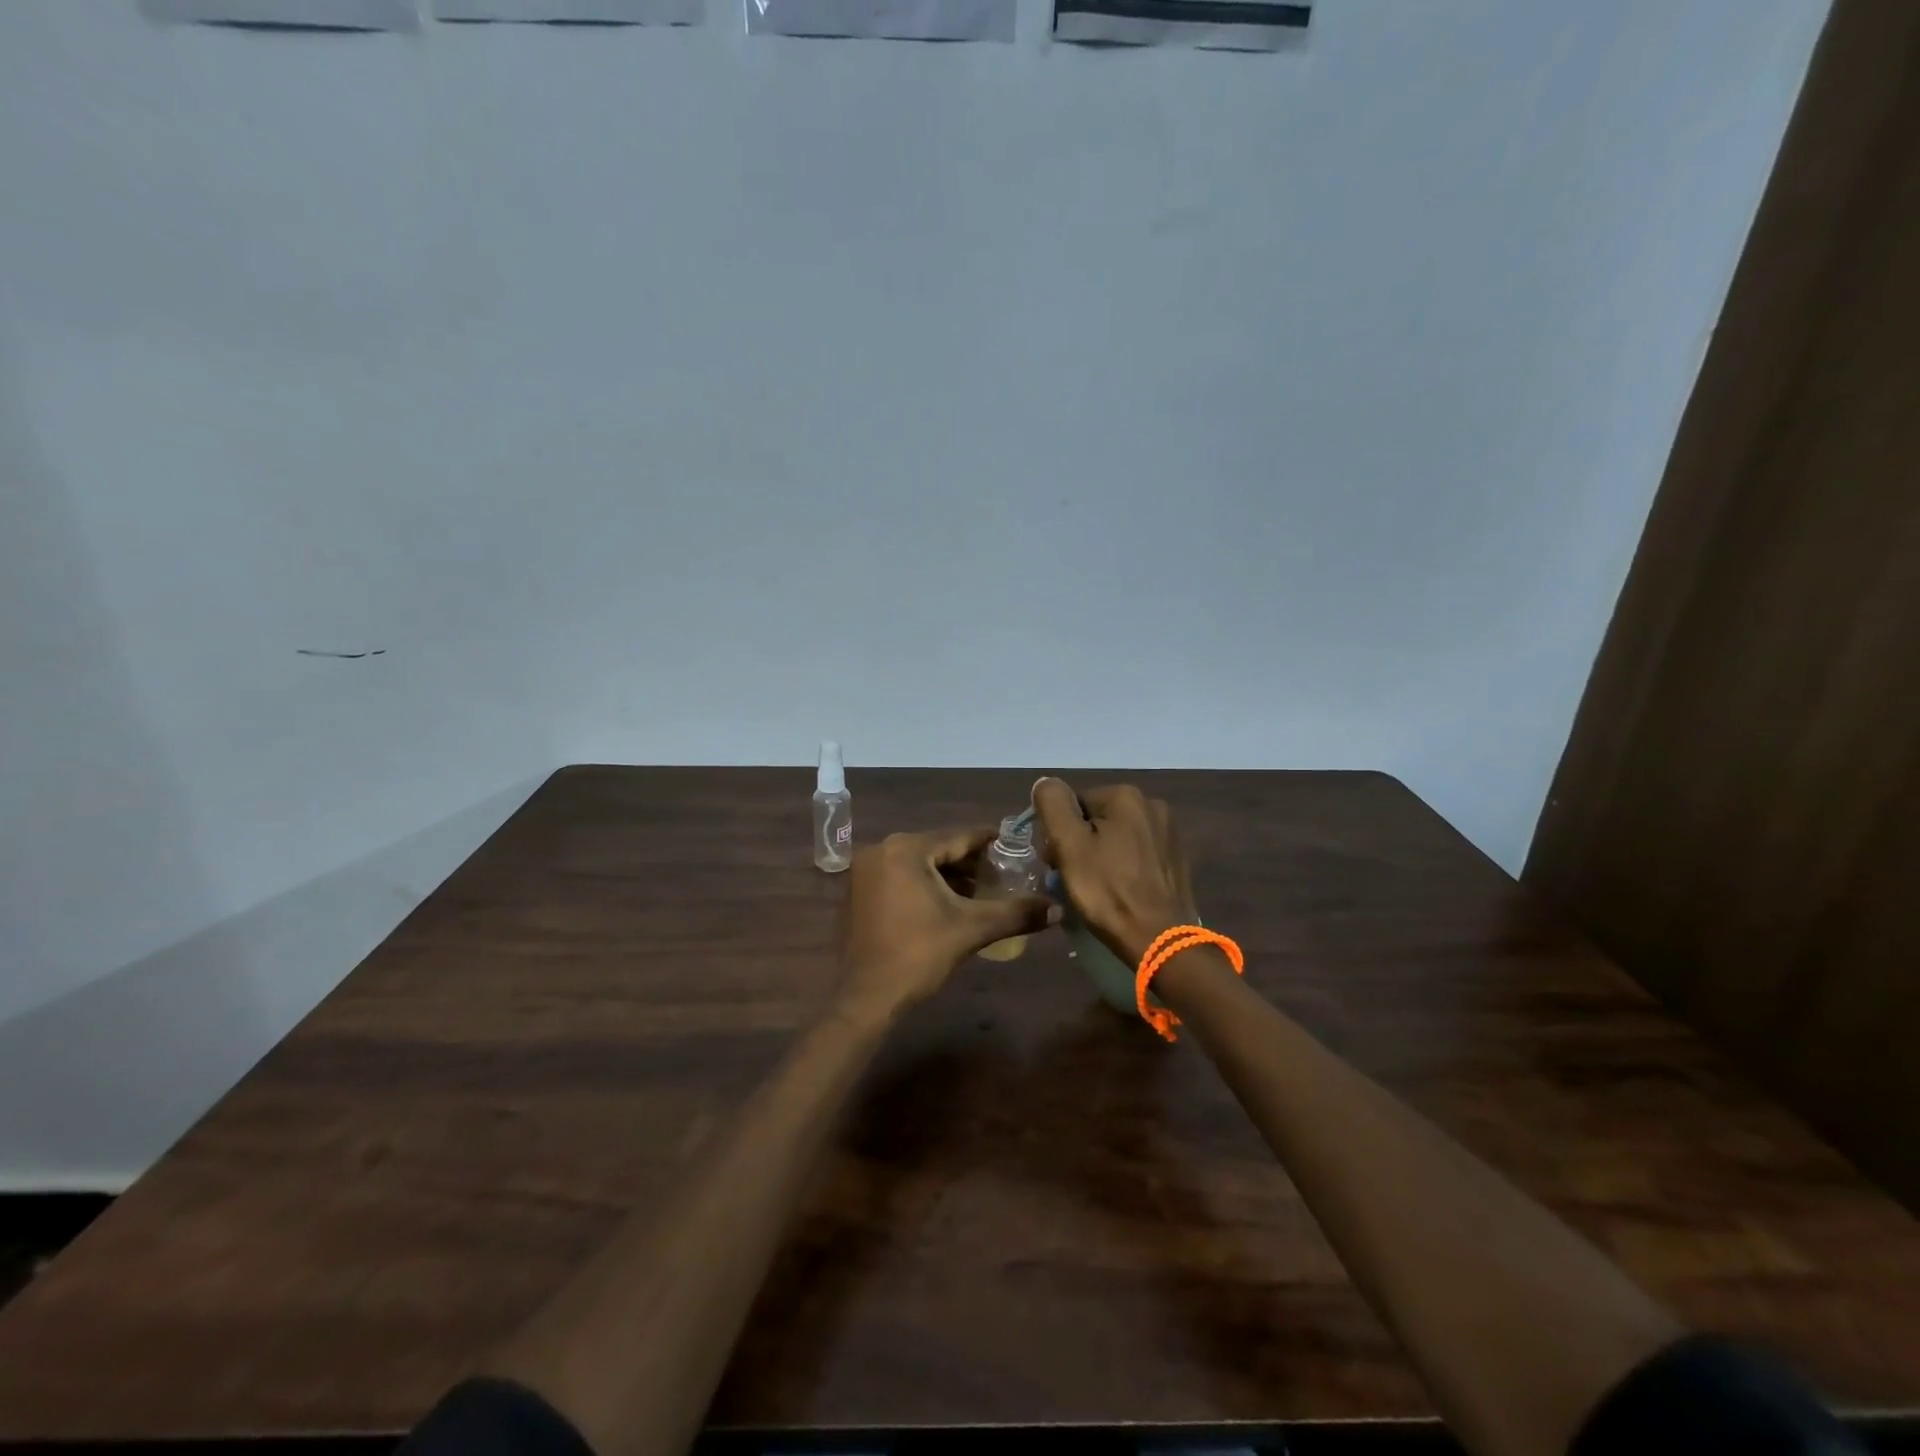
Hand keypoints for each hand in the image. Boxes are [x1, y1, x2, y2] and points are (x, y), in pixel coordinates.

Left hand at [836, 826, 1059, 1021]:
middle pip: (937, 848)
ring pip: (918, 863)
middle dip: (969, 863)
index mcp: (906, 848)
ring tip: (979, 893)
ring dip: (947, 876)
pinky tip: (946, 905)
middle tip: (1001, 876)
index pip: (959, 836)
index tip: (1016, 846)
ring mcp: (864, 870)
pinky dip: (923, 884)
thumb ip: (1015, 913)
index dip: (990, 843)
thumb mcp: (971, 929)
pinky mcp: (857, 891)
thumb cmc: (918, 955)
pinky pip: (900, 876)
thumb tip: (1057, 908)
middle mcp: (881, 849)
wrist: (864, 998)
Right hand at [1032, 778, 1198, 965]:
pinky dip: (1122, 866)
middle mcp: (1152, 804)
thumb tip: (1046, 782)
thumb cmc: (1108, 892)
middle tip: (1073, 879)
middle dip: (1079, 844)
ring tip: (1096, 888)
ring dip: (1100, 855)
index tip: (1056, 864)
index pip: (1073, 805)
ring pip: (1116, 836)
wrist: (1160, 940)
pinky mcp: (1175, 858)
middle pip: (1095, 818)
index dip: (1058, 834)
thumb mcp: (1069, 845)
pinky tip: (1119, 890)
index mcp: (1125, 796)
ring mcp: (1168, 832)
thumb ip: (1053, 805)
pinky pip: (1136, 853)